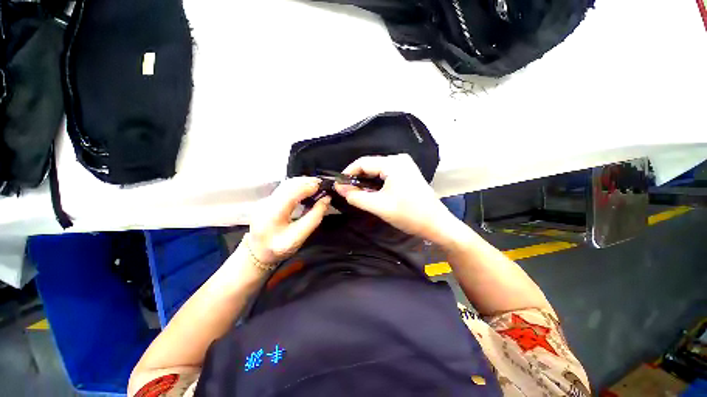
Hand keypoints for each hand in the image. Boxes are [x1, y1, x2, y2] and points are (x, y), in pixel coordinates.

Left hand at [248, 177, 330, 263]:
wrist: (258, 252)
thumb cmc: (279, 248)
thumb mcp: (300, 237)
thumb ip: (314, 218)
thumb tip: (326, 199)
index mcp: (273, 214)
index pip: (292, 193)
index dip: (308, 186)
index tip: (323, 186)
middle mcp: (267, 203)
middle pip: (289, 184)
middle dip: (307, 182)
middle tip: (322, 185)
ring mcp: (265, 200)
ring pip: (286, 184)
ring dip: (302, 183)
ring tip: (316, 186)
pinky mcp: (267, 199)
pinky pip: (284, 188)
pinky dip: (297, 186)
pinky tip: (305, 190)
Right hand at [334, 154, 457, 242]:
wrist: (437, 224)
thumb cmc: (409, 215)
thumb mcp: (379, 206)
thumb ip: (356, 196)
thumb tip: (339, 188)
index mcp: (393, 163)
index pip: (363, 162)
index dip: (348, 173)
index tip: (339, 185)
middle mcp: (399, 159)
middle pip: (370, 165)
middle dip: (357, 178)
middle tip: (347, 192)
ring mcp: (405, 165)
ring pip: (377, 170)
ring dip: (366, 181)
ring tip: (357, 194)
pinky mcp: (407, 173)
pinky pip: (386, 174)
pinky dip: (376, 182)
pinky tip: (372, 192)